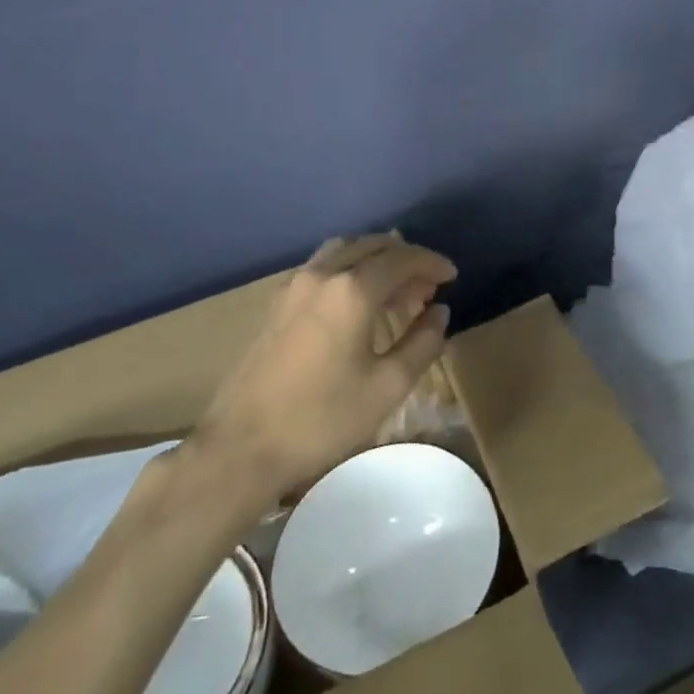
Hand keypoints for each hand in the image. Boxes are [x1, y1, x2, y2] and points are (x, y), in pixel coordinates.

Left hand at [189, 232, 457, 499]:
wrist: (242, 447)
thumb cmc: (322, 419)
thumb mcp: (388, 387)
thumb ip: (423, 343)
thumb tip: (438, 312)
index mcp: (352, 290)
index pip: (402, 259)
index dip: (432, 263)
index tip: (452, 277)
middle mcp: (323, 274)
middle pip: (373, 246)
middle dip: (406, 260)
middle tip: (428, 287)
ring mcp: (295, 285)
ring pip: (345, 250)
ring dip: (376, 261)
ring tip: (395, 291)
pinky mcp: (278, 302)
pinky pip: (324, 266)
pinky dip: (350, 269)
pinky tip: (358, 303)